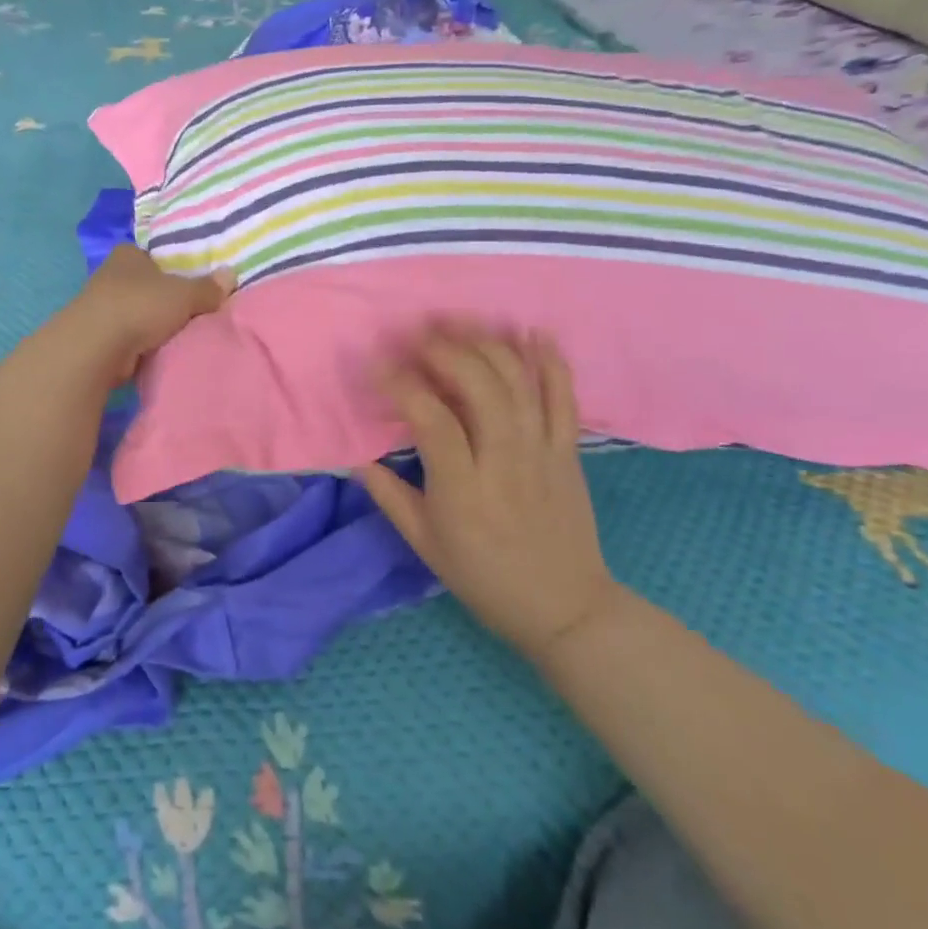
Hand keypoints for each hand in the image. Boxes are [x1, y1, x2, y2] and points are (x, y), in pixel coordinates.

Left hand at [66, 246, 234, 384]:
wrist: (96, 347)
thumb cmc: (140, 306)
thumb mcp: (184, 294)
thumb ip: (207, 287)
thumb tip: (231, 275)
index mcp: (127, 254)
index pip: (151, 255)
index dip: (170, 266)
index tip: (188, 281)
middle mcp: (110, 275)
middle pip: (144, 283)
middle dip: (162, 296)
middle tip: (190, 309)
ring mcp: (99, 306)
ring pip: (134, 311)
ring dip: (150, 322)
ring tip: (178, 333)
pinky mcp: (96, 336)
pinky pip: (127, 336)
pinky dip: (139, 343)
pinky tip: (156, 351)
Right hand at [356, 328, 620, 660]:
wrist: (566, 608)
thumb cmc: (485, 578)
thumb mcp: (425, 546)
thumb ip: (390, 497)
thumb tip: (358, 458)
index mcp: (463, 488)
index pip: (431, 419)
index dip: (401, 384)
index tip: (377, 364)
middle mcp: (504, 460)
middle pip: (480, 386)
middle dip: (445, 349)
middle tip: (417, 332)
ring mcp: (542, 451)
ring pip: (518, 382)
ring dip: (487, 343)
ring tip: (459, 320)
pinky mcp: (570, 450)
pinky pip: (564, 397)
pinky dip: (550, 360)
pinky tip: (531, 331)